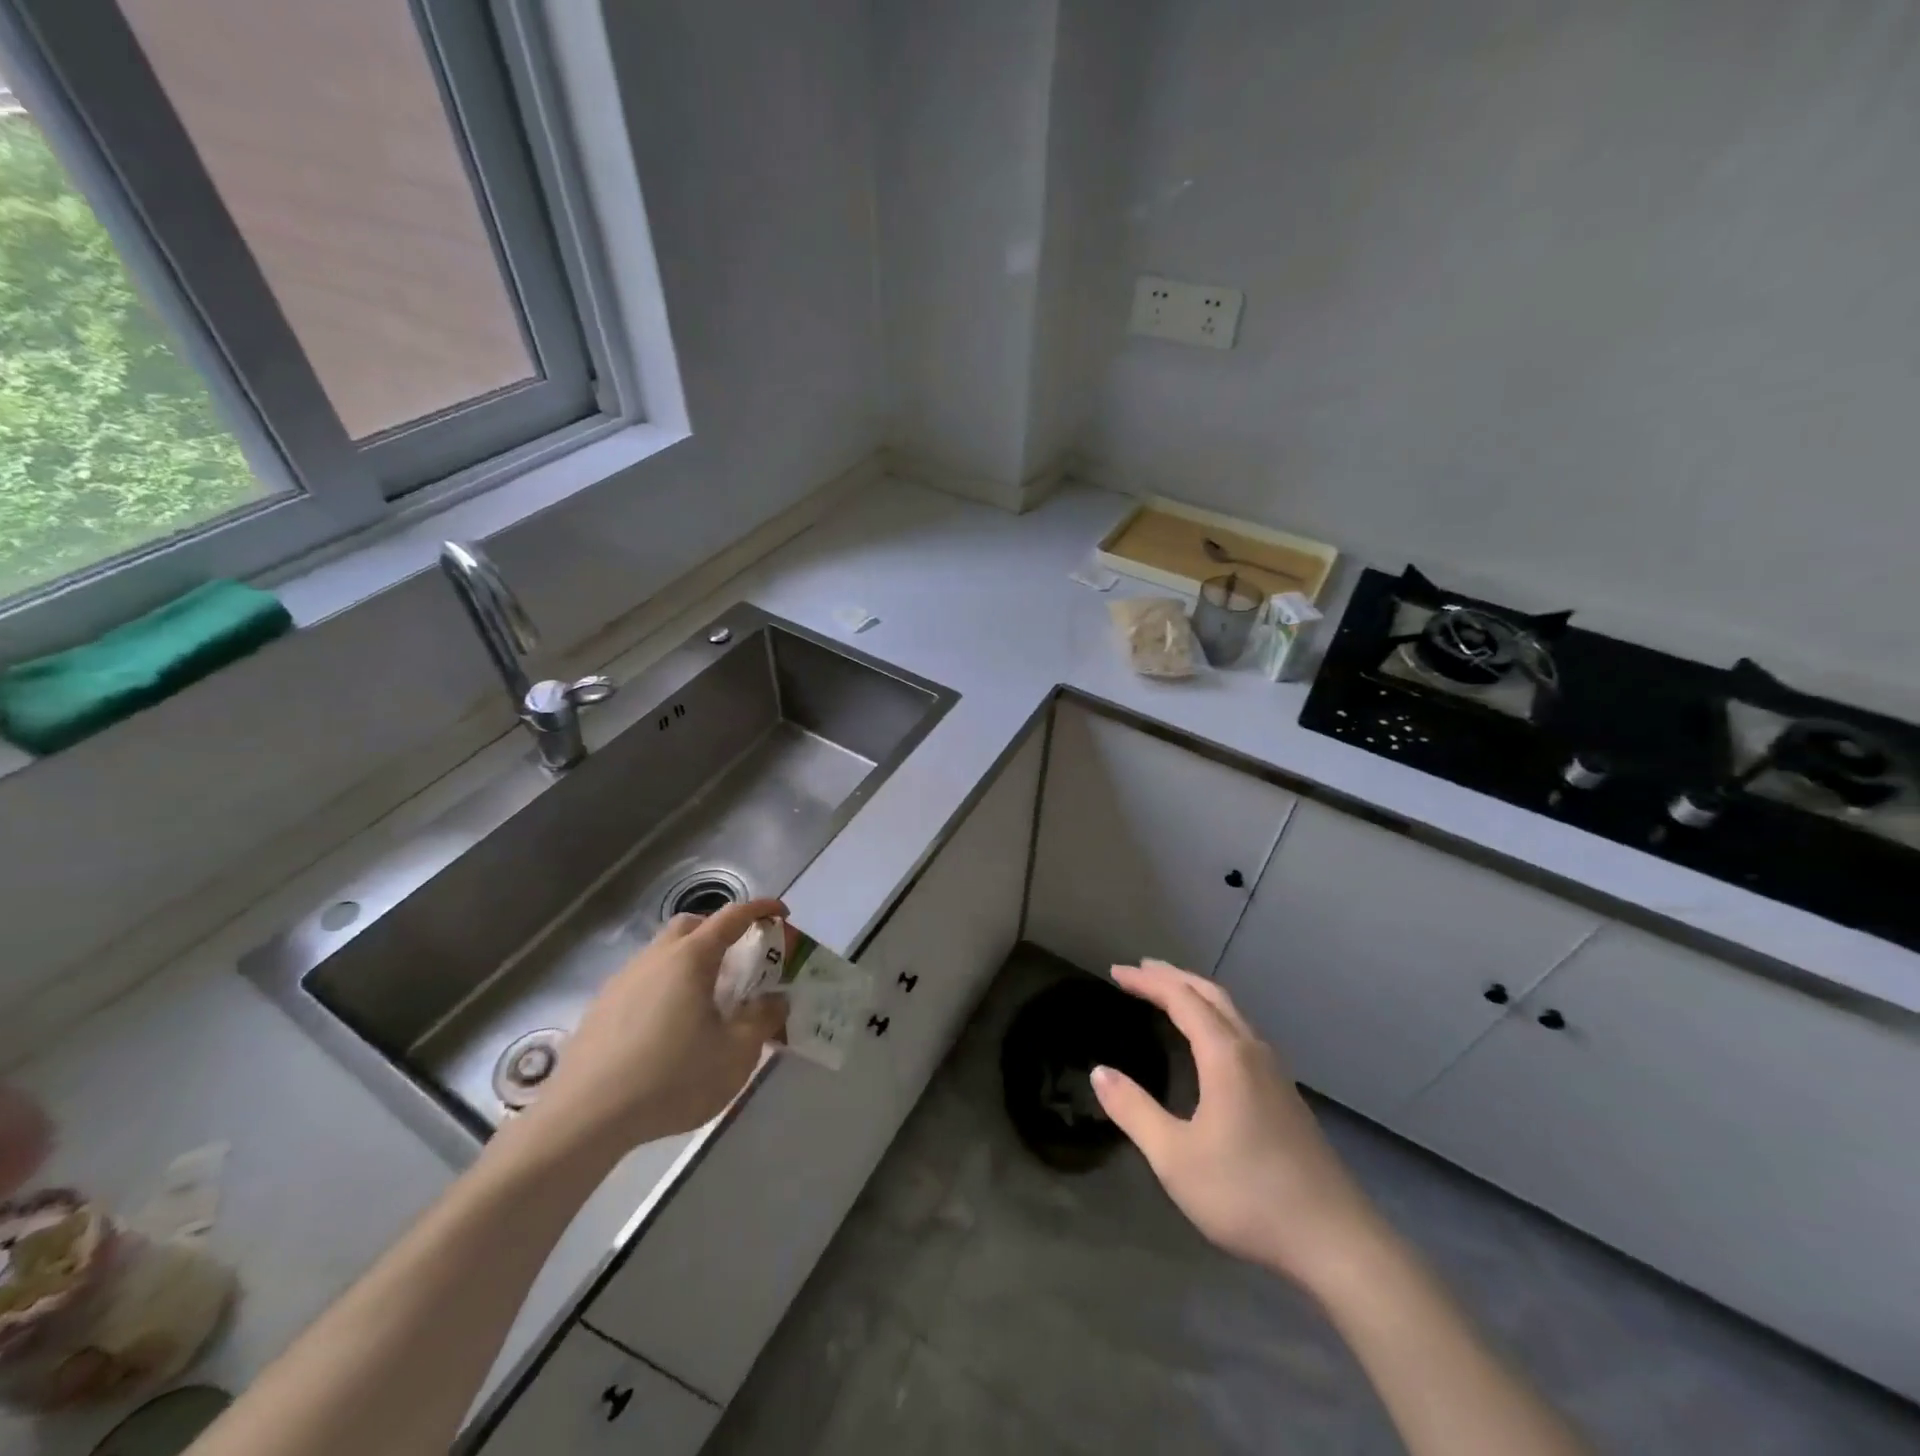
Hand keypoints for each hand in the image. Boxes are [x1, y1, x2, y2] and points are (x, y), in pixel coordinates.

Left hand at [521, 900, 788, 1158]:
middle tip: (740, 960)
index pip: (732, 917)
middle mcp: (655, 958)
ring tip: (706, 1002)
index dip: (760, 909)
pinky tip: (669, 1029)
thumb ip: (762, 1020)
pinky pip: (643, 981)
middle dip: (719, 931)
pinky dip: (665, 988)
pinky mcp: (601, 1008)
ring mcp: (623, 981)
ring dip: (690, 962)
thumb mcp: (736, 1054)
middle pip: (691, 926)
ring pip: (663, 954)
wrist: (584, 1118)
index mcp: (691, 958)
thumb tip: (775, 1000)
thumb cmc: (672, 1078)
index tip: (781, 914)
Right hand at [1092, 961, 1384, 1291]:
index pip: (1181, 999)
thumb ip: (1134, 1111)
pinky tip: (1210, 1044)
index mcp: (1225, 1056)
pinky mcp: (1286, 1096)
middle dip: (1174, 978)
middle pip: (1211, 995)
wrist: (1335, 1242)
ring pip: (1232, 1014)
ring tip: (1170, 995)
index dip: (1147, 982)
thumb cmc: (1247, 1194)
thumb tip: (1100, 1072)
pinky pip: (1243, 1035)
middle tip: (1141, 970)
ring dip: (1197, 996)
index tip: (1116, 972)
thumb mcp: (1175, 1158)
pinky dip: (1215, 1019)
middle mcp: (1252, 1052)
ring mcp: (1275, 1074)